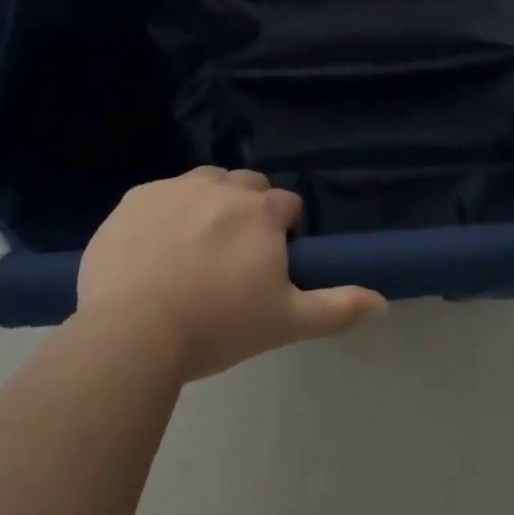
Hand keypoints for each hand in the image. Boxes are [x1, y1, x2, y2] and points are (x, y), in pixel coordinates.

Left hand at [77, 167, 386, 381]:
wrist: (131, 331)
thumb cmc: (216, 326)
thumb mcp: (284, 323)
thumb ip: (336, 308)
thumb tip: (382, 303)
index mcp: (261, 210)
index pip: (287, 205)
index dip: (283, 232)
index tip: (268, 265)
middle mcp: (222, 185)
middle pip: (247, 186)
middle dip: (248, 211)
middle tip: (232, 259)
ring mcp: (175, 187)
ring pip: (204, 183)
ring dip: (208, 204)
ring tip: (193, 251)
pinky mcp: (135, 197)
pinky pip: (160, 195)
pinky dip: (164, 214)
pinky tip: (153, 252)